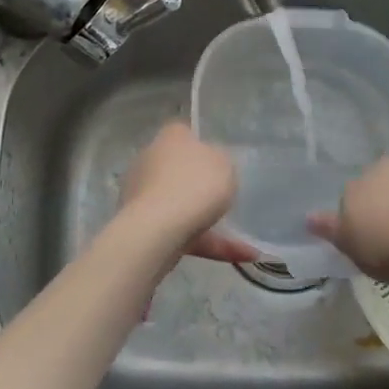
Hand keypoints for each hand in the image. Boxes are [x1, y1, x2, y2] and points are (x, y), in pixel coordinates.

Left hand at [119, 123, 256, 263]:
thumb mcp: (224, 163)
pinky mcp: (145, 226)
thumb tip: (210, 162)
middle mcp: (150, 161)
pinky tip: (241, 255)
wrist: (159, 230)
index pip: (183, 132)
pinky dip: (209, 243)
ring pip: (181, 205)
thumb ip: (220, 161)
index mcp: (169, 138)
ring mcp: (143, 195)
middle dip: (199, 184)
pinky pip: (183, 233)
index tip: (218, 158)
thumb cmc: (195, 184)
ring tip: (245, 241)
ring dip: (209, 221)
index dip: (200, 143)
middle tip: (226, 194)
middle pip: (178, 169)